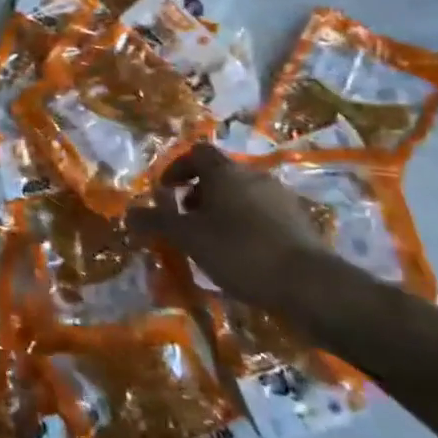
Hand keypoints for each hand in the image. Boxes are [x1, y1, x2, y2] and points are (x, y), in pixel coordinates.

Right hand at [130, 145, 329, 311]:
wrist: (310, 285)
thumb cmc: (240, 252)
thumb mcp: (188, 238)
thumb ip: (157, 222)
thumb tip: (128, 212)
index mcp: (225, 172)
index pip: (196, 153)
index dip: (176, 169)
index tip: (166, 194)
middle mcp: (254, 176)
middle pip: (219, 174)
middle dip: (198, 193)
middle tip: (186, 221)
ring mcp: (281, 197)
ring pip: (242, 195)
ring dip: (222, 210)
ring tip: (212, 242)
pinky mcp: (299, 222)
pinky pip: (262, 214)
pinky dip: (246, 226)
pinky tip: (242, 255)